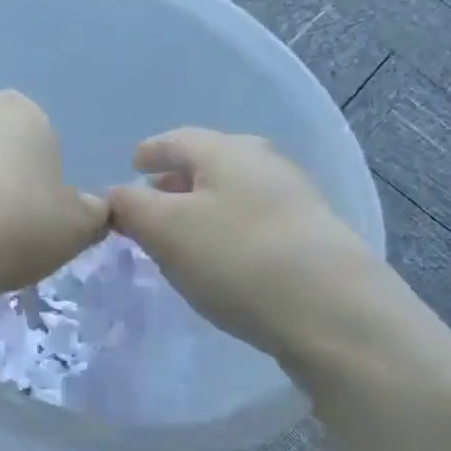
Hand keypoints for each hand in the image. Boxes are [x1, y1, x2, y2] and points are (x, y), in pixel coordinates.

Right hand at [106, 129, 449, 382]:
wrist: (333, 311)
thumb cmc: (235, 258)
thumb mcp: (164, 229)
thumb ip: (130, 207)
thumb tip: (116, 196)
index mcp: (226, 150)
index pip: (177, 139)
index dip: (149, 151)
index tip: (132, 163)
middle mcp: (264, 163)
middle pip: (210, 162)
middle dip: (176, 179)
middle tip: (151, 200)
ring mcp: (295, 199)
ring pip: (234, 192)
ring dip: (203, 206)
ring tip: (181, 233)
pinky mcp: (313, 237)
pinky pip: (255, 220)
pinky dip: (228, 228)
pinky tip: (222, 257)